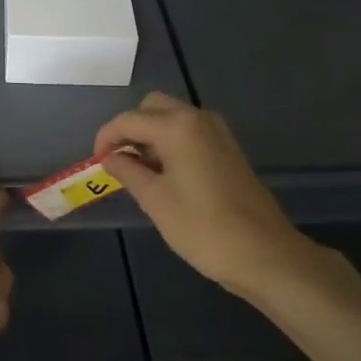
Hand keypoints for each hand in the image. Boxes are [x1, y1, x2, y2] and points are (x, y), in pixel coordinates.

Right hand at [95, 92, 344, 300]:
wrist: (264, 253)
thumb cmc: (202, 227)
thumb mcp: (155, 200)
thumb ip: (128, 171)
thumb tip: (110, 157)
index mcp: (177, 127)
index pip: (129, 120)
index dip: (106, 137)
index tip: (96, 161)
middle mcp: (198, 119)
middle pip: (153, 107)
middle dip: (130, 128)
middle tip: (118, 160)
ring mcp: (217, 133)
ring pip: (173, 118)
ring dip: (151, 135)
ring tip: (139, 172)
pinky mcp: (228, 150)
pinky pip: (190, 133)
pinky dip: (171, 143)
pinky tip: (165, 175)